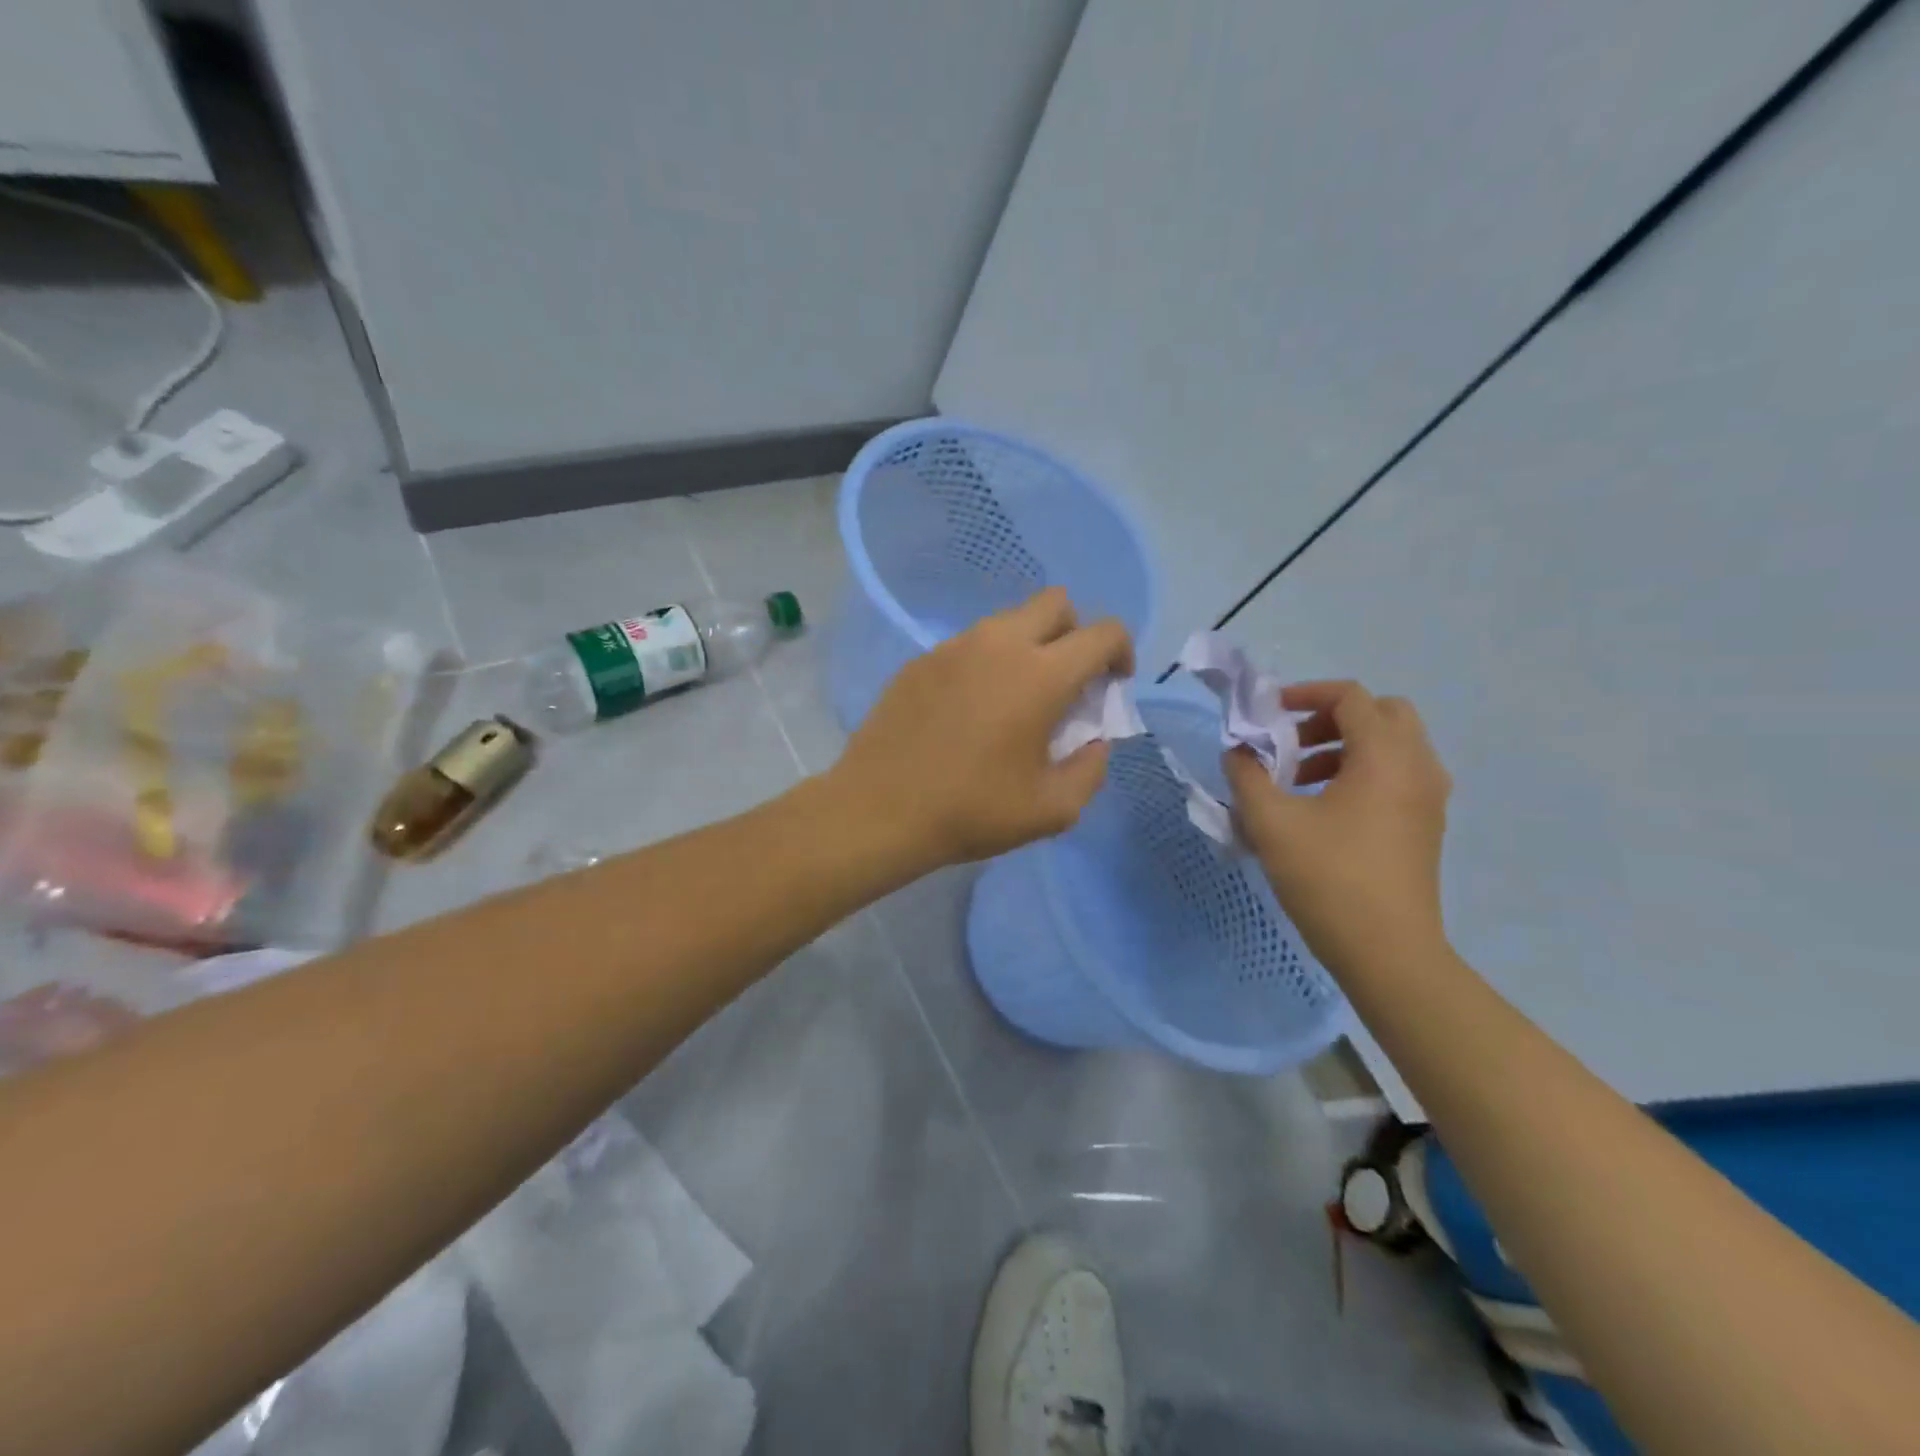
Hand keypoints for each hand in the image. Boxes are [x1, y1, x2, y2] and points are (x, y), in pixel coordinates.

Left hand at [832, 587, 1132, 867]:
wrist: (879, 811)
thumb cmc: (971, 811)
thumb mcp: (1052, 809)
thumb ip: (1091, 768)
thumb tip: (1094, 740)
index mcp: (1040, 675)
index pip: (1102, 633)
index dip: (1122, 652)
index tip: (1112, 685)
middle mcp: (998, 644)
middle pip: (1056, 603)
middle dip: (1076, 633)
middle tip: (1068, 681)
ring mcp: (954, 647)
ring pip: (1008, 621)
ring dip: (1029, 646)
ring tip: (1016, 700)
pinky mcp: (921, 660)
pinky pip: (970, 644)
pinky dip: (987, 663)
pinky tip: (971, 709)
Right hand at [1223, 681, 1452, 973]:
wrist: (1387, 952)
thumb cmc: (1328, 878)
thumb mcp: (1270, 822)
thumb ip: (1246, 775)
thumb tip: (1238, 752)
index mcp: (1384, 756)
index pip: (1352, 697)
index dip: (1306, 694)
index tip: (1269, 715)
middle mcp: (1417, 767)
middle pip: (1382, 714)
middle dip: (1331, 718)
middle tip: (1292, 743)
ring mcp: (1428, 798)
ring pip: (1391, 746)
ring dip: (1344, 747)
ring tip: (1298, 781)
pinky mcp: (1426, 826)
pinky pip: (1397, 776)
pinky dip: (1361, 773)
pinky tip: (1324, 811)